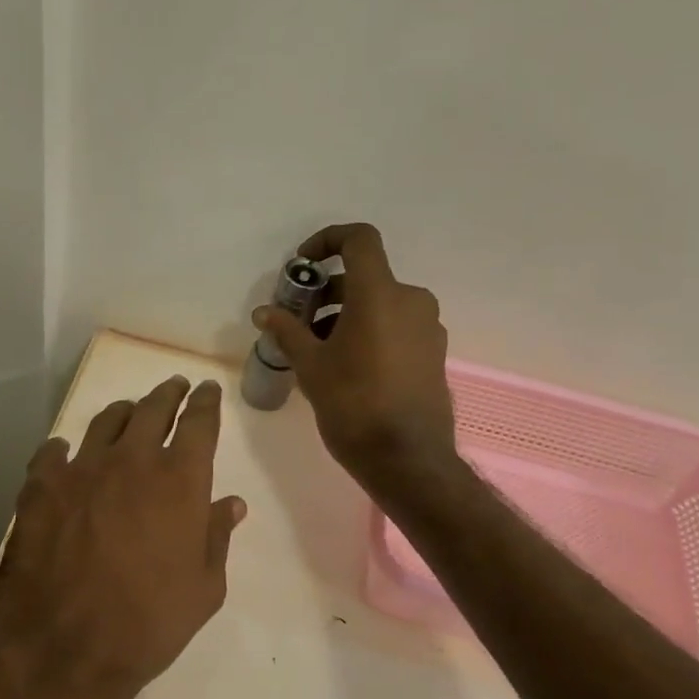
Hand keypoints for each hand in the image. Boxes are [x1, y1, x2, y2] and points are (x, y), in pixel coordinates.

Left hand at [0, 376, 245, 698]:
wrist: (66, 650)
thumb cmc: (149, 624)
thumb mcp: (204, 588)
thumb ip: (217, 537)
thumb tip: (231, 503)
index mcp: (179, 480)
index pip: (199, 423)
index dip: (206, 402)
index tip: (207, 391)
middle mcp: (131, 461)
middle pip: (153, 409)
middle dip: (168, 394)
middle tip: (174, 388)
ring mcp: (81, 470)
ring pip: (106, 421)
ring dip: (123, 412)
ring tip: (129, 412)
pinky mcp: (40, 488)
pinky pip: (52, 452)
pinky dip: (64, 448)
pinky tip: (65, 453)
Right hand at [254, 223, 458, 494]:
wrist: (407, 459)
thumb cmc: (354, 405)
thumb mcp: (311, 366)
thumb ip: (288, 331)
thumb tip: (265, 312)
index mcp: (380, 294)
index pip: (359, 239)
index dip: (327, 240)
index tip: (303, 266)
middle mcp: (411, 300)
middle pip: (366, 277)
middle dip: (328, 291)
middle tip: (299, 320)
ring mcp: (427, 327)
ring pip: (381, 304)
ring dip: (347, 314)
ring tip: (318, 349)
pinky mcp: (434, 352)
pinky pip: (397, 326)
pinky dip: (370, 331)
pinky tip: (348, 367)